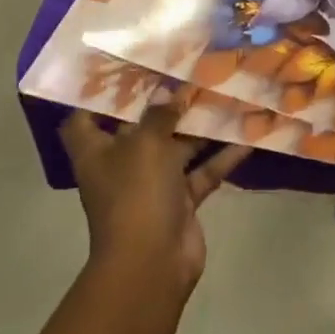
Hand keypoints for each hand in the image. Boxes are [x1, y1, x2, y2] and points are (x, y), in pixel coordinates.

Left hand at [59, 86, 249, 294]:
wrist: (152, 264)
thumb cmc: (135, 194)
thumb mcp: (146, 143)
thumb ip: (161, 113)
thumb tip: (169, 90)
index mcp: (98, 151)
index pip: (84, 118)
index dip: (99, 95)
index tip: (125, 68)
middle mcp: (122, 165)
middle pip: (141, 127)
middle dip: (166, 101)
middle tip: (192, 70)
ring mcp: (153, 185)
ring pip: (179, 147)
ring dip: (200, 125)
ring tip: (226, 92)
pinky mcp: (181, 201)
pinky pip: (203, 171)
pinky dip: (223, 156)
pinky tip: (249, 136)